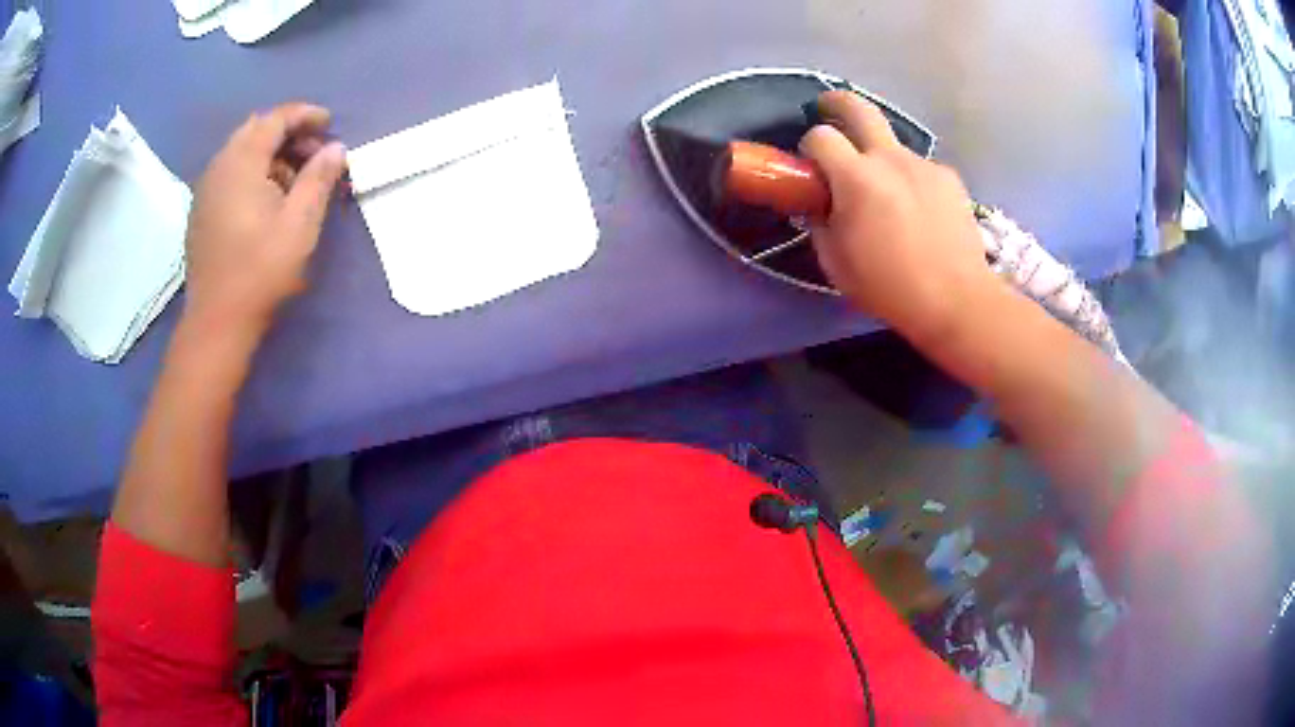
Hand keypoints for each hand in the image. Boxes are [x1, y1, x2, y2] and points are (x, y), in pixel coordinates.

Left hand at [183, 103, 346, 337]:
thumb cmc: (260, 271)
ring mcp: (206, 190)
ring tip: (293, 178)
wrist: (217, 322)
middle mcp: (219, 167)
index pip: (275, 119)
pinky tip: (265, 198)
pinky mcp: (201, 211)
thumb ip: (319, 179)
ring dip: (270, 153)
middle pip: (255, 130)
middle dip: (287, 132)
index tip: (329, 123)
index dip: (305, 115)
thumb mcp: (300, 224)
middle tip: (313, 151)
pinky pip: (229, 173)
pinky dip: (252, 171)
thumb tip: (336, 149)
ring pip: (240, 151)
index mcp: (242, 163)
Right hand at [800, 91, 995, 343]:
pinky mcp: (949, 178)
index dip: (809, 146)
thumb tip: (817, 204)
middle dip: (837, 102)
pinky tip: (919, 211)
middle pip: (859, 108)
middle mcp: (890, 158)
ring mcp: (924, 165)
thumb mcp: (836, 262)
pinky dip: (910, 179)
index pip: (820, 137)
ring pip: (893, 144)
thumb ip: (819, 223)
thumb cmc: (889, 286)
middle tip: (827, 107)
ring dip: (880, 155)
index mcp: (856, 177)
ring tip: (886, 191)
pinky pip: (919, 168)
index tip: (811, 166)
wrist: (957, 299)